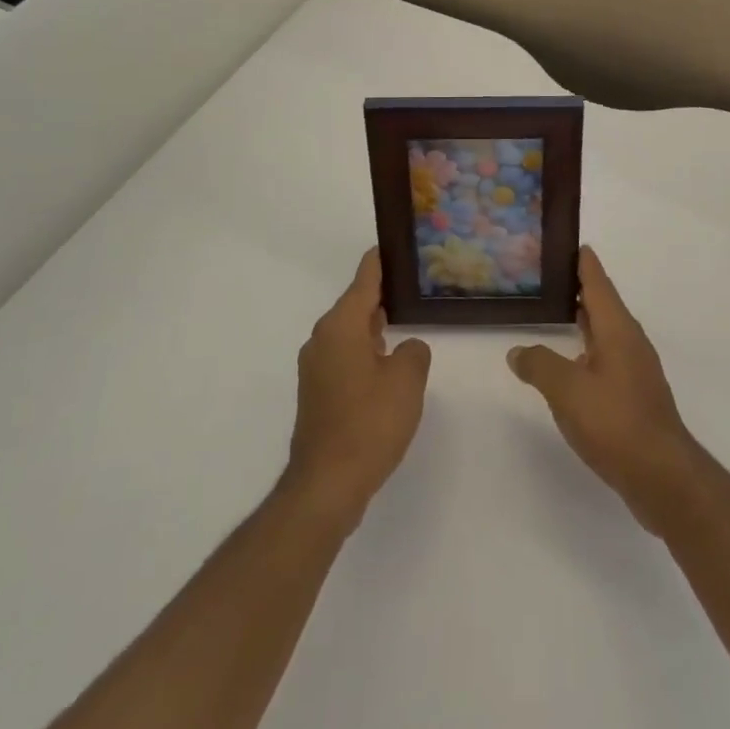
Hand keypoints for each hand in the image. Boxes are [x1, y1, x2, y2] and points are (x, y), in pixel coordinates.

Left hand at [285, 249, 430, 526]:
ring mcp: (316, 367)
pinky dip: (365, 351)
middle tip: (413, 286)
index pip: (365, 278)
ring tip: (406, 321)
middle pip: (355, 303)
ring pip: (350, 332)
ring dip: (374, 327)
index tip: (394, 243)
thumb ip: (414, 352)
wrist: (326, 485)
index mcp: (341, 325)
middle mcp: (322, 338)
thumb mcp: (407, 380)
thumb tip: (405, 349)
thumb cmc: (369, 423)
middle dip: (382, 295)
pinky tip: (388, 365)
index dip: (381, 259)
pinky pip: (345, 356)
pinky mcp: (317, 392)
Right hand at [508, 247, 705, 535]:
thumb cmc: (615, 422)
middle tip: (553, 274)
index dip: (584, 263)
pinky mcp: (636, 397)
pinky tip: (573, 364)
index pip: (599, 283)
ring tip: (559, 312)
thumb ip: (539, 364)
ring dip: (585, 320)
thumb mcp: (566, 390)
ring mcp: (636, 371)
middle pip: (604, 305)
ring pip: (606, 333)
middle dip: (581, 288)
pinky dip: (588, 349)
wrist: (662, 477)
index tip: (573, 242)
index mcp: (618, 330)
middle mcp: (630, 343)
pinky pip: (607, 358)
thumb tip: (517, 351)